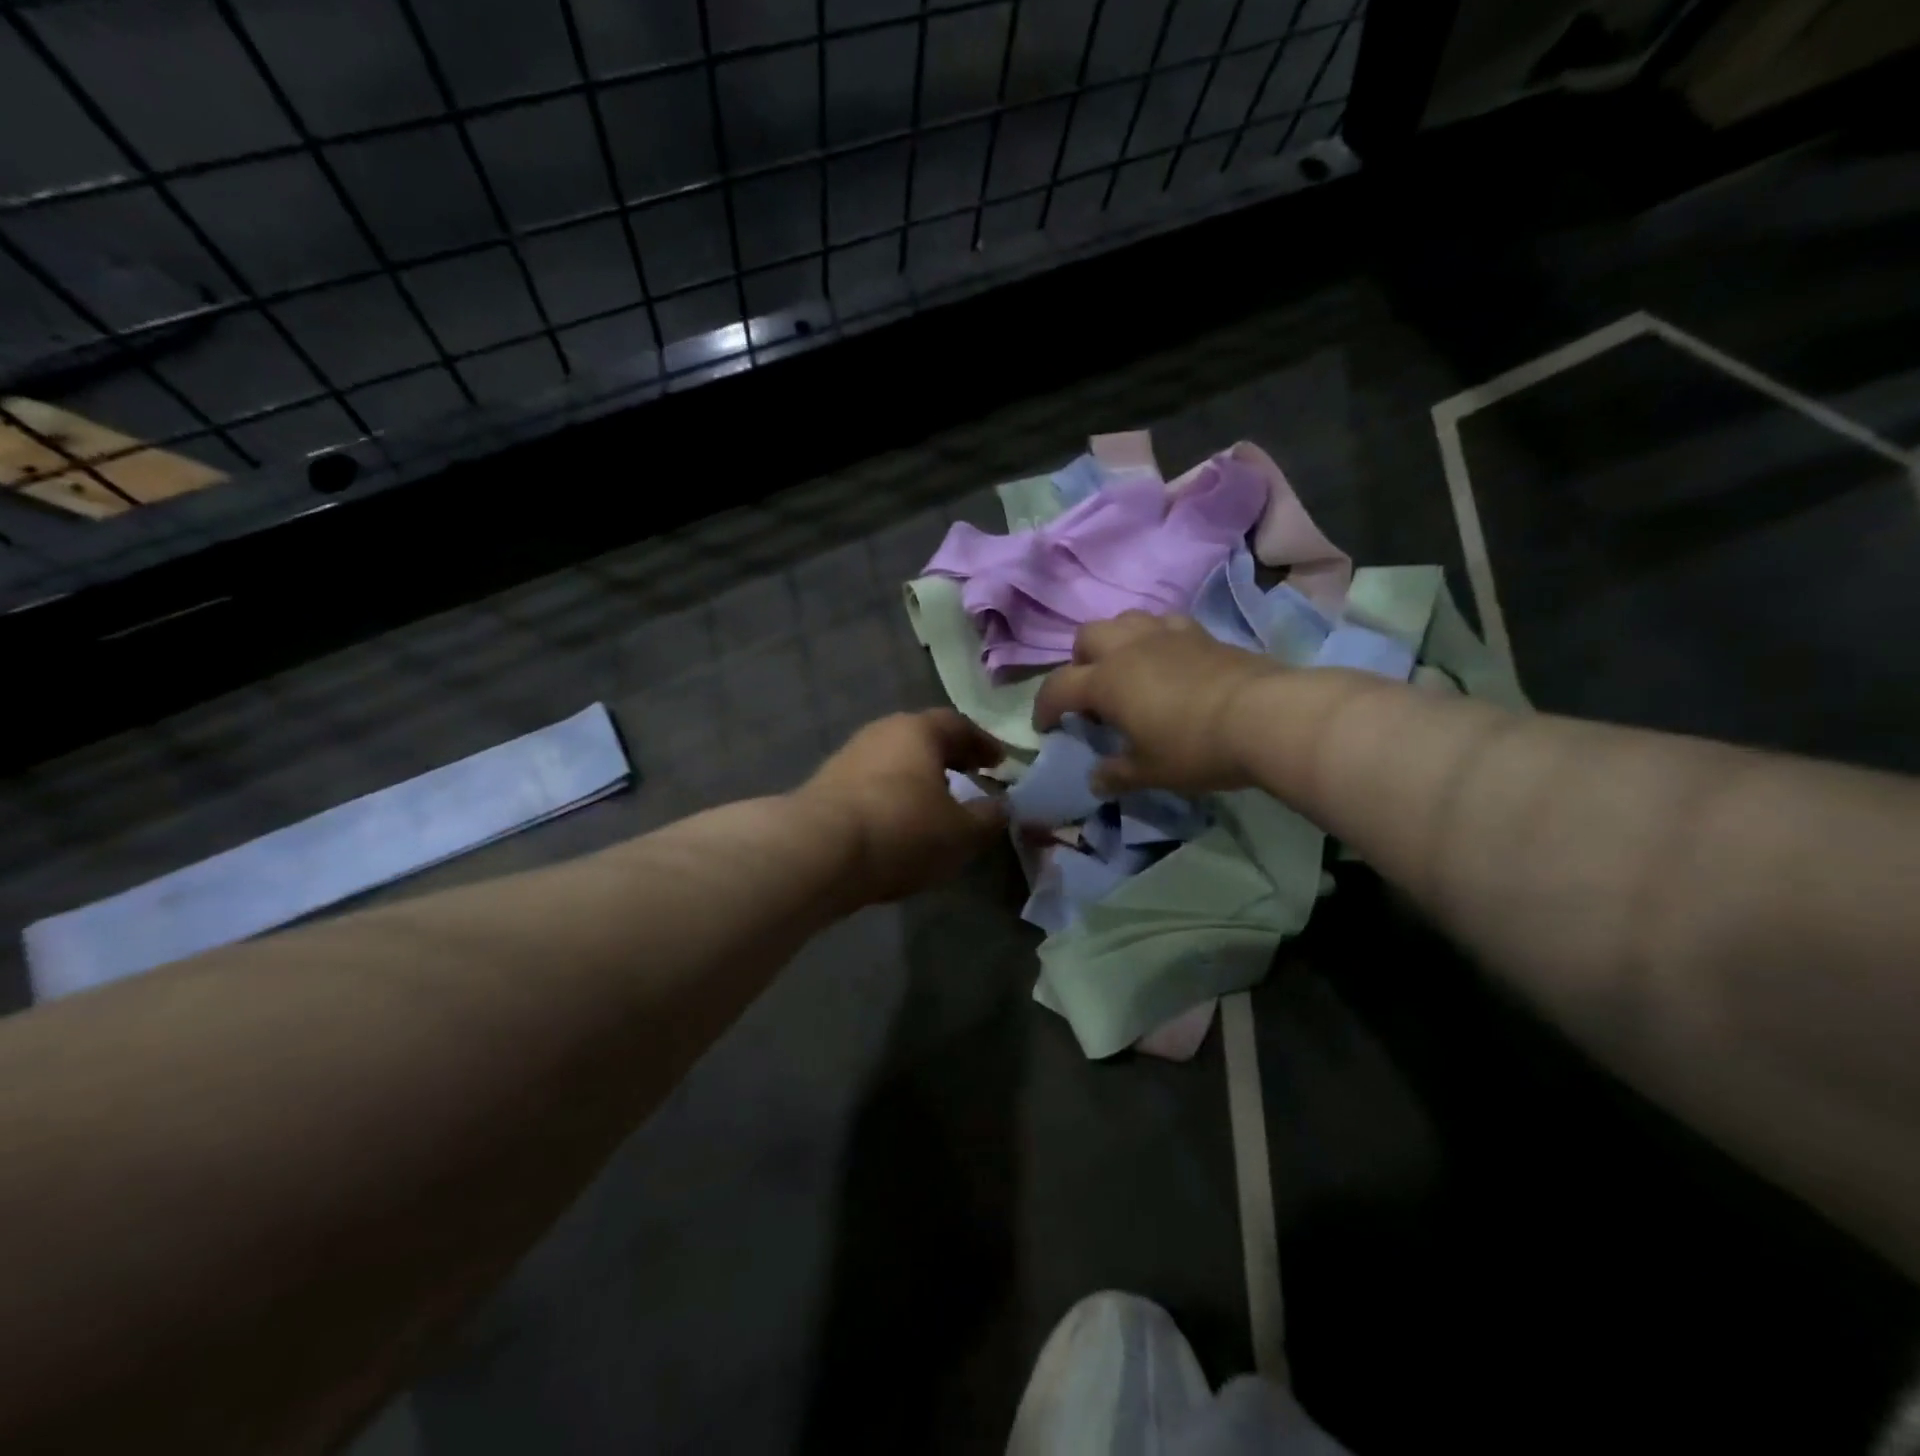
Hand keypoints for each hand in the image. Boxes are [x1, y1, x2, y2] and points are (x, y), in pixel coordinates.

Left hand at [798, 709, 1009, 904]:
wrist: (818, 852)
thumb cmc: (902, 830)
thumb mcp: (961, 832)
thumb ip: (988, 818)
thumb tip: (1001, 807)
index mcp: (918, 731)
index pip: (958, 725)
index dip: (983, 744)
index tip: (1000, 763)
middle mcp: (881, 733)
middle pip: (922, 739)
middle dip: (949, 757)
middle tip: (971, 776)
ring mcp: (848, 758)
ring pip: (894, 762)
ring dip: (918, 778)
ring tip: (936, 804)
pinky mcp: (825, 787)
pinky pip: (872, 785)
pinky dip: (893, 797)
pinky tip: (899, 822)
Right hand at [1034, 611, 1282, 794]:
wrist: (1263, 716)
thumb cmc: (1194, 747)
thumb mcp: (1150, 772)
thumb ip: (1116, 774)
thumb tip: (1096, 780)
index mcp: (1105, 682)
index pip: (1057, 687)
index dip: (1044, 707)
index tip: (1046, 728)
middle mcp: (1128, 649)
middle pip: (1087, 636)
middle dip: (1079, 661)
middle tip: (1091, 692)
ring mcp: (1165, 635)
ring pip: (1124, 619)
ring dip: (1115, 641)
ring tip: (1127, 669)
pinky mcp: (1200, 633)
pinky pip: (1164, 623)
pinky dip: (1154, 637)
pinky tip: (1167, 659)